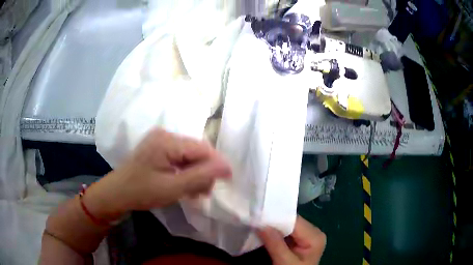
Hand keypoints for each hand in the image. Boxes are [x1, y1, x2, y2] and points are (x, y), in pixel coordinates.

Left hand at [84, 128, 231, 220]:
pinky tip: (184, 184)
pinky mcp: (158, 148)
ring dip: (195, 173)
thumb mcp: (173, 188)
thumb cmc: (142, 192)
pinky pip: (179, 157)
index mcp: (167, 141)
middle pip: (196, 151)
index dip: (217, 164)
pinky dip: (185, 171)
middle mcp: (165, 135)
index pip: (202, 149)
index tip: (226, 181)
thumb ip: (201, 176)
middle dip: (204, 171)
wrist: (117, 193)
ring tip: (195, 192)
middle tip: (204, 192)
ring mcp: (160, 140)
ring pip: (189, 155)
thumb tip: (227, 167)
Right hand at [258, 216, 325, 264]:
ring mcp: (307, 236)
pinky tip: (263, 232)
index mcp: (315, 236)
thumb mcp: (285, 263)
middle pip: (291, 221)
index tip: (257, 216)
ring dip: (272, 226)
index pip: (294, 220)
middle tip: (254, 220)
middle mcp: (313, 232)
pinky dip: (274, 232)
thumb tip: (262, 224)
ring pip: (287, 225)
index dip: (276, 217)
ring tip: (256, 224)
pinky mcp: (299, 241)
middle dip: (273, 222)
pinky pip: (285, 232)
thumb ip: (275, 244)